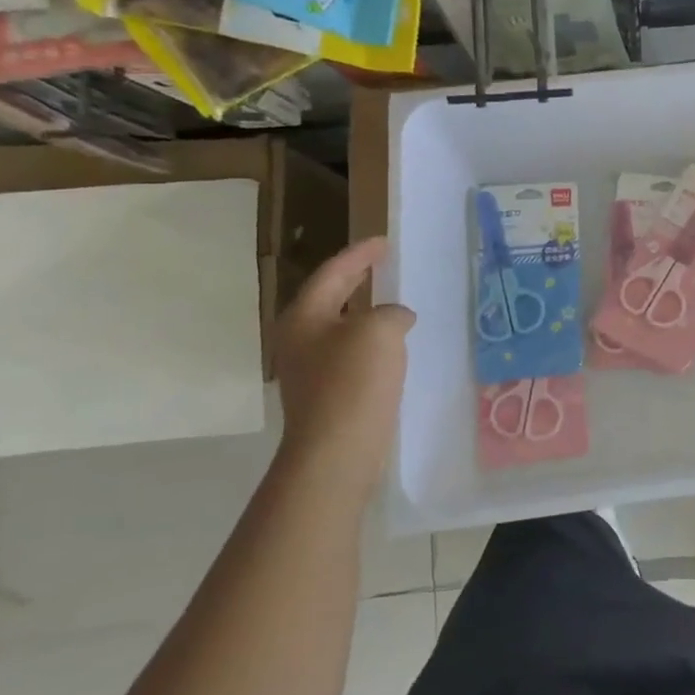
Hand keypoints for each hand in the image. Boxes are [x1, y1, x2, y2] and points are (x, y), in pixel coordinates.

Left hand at [273, 238, 415, 483]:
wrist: (337, 451)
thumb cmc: (353, 382)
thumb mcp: (379, 331)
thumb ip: (390, 313)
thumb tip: (395, 318)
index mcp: (304, 316)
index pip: (333, 273)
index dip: (360, 255)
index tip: (384, 242)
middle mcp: (299, 339)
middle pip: (329, 298)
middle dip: (355, 280)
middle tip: (381, 265)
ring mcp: (309, 369)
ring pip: (340, 328)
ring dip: (364, 313)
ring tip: (392, 304)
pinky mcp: (326, 395)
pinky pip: (350, 355)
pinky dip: (370, 342)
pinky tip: (392, 349)